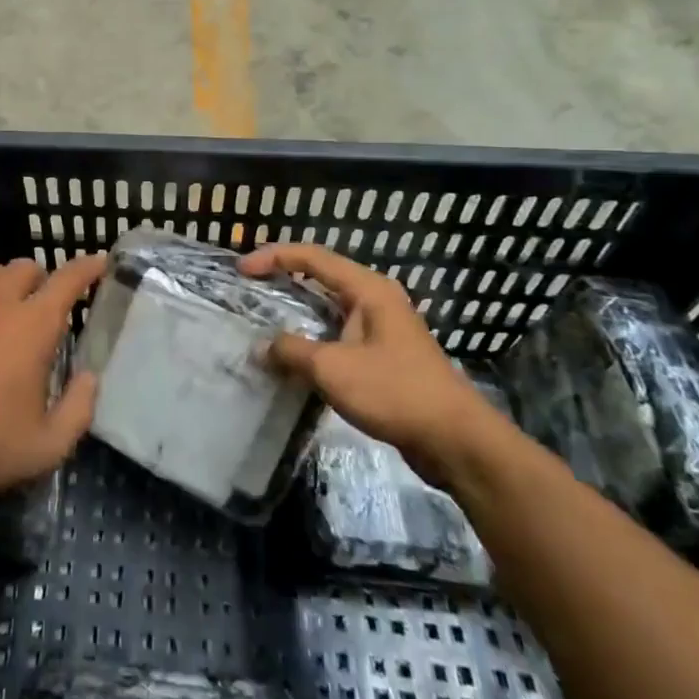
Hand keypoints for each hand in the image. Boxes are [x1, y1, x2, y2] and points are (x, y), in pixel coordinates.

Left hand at [0, 255, 106, 505]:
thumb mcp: (47, 446)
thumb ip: (79, 409)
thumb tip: (90, 378)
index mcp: (34, 325)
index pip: (69, 280)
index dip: (88, 267)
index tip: (99, 262)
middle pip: (26, 269)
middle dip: (37, 283)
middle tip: (33, 311)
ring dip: (0, 286)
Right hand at [239, 243, 507, 482]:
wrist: (456, 440)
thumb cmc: (394, 392)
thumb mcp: (333, 368)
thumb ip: (291, 351)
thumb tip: (260, 347)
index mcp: (368, 289)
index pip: (312, 258)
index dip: (274, 257)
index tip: (241, 270)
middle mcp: (376, 300)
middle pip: (322, 277)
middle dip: (284, 279)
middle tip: (250, 288)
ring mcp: (383, 328)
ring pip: (330, 308)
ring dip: (297, 312)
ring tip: (264, 320)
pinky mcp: (384, 356)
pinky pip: (339, 335)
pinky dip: (313, 338)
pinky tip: (294, 357)